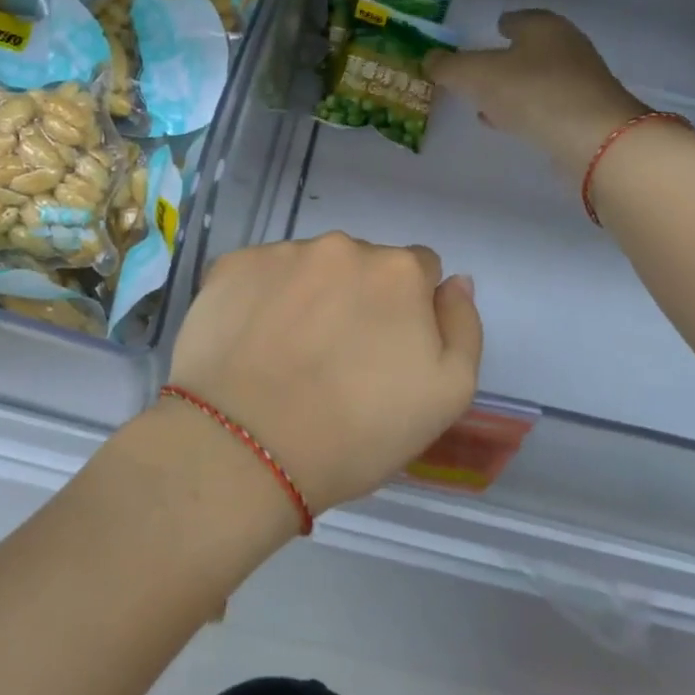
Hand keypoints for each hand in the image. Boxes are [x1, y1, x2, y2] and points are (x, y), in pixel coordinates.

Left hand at [168, 234, 483, 516]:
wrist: (246, 448)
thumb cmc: (357, 431)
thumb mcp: (447, 395)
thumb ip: (463, 327)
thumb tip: (455, 282)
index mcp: (399, 271)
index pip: (419, 270)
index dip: (408, 310)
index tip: (386, 352)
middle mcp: (341, 247)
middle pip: (362, 265)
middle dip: (358, 298)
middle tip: (337, 358)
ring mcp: (281, 253)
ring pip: (308, 267)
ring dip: (308, 296)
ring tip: (289, 354)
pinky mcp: (231, 267)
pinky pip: (259, 275)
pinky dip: (261, 299)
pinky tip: (251, 343)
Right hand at [427, 10, 643, 176]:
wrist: (593, 138)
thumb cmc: (532, 91)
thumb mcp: (477, 75)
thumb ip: (449, 66)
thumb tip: (428, 58)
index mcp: (543, 26)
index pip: (517, 18)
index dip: (498, 25)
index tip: (484, 34)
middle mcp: (566, 47)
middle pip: (528, 49)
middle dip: (504, 59)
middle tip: (477, 71)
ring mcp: (579, 82)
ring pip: (536, 79)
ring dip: (513, 88)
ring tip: (485, 102)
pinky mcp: (583, 115)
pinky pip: (545, 106)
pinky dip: (525, 110)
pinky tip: (507, 122)